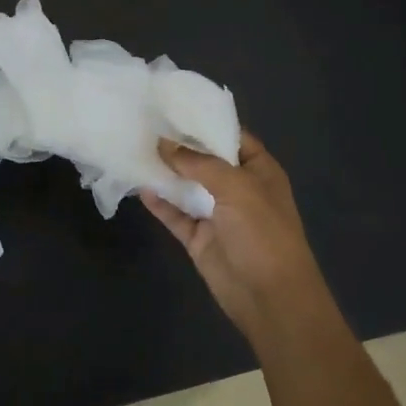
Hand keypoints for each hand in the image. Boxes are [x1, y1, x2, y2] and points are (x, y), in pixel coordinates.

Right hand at [140, 132, 334, 344]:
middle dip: (178, 145)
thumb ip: (199, 163)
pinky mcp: (199, 238)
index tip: (172, 107)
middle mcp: (238, 189)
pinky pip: (175, 215)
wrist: (271, 299)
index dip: (205, 122)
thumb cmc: (263, 234)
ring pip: (186, 187)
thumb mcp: (237, 188)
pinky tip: (140, 187)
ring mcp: (217, 215)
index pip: (230, 136)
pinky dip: (159, 203)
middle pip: (204, 160)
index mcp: (258, 171)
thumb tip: (164, 144)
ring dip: (164, 172)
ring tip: (134, 149)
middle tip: (144, 124)